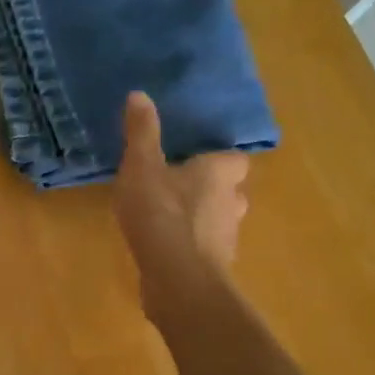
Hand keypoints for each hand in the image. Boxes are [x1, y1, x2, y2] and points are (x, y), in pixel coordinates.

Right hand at [114, 92, 248, 315]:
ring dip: (203, 218)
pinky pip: (206, 249)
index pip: (235, 159)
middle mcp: (232, 202)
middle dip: (212, 188)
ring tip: (170, 216)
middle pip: (231, 190)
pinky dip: (192, 246)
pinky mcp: (215, 268)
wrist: (178, 280)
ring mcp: (227, 239)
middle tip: (181, 184)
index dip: (218, 158)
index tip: (195, 157)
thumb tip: (139, 94)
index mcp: (219, 173)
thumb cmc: (162, 213)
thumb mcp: (142, 165)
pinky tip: (167, 247)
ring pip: (220, 221)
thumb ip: (141, 132)